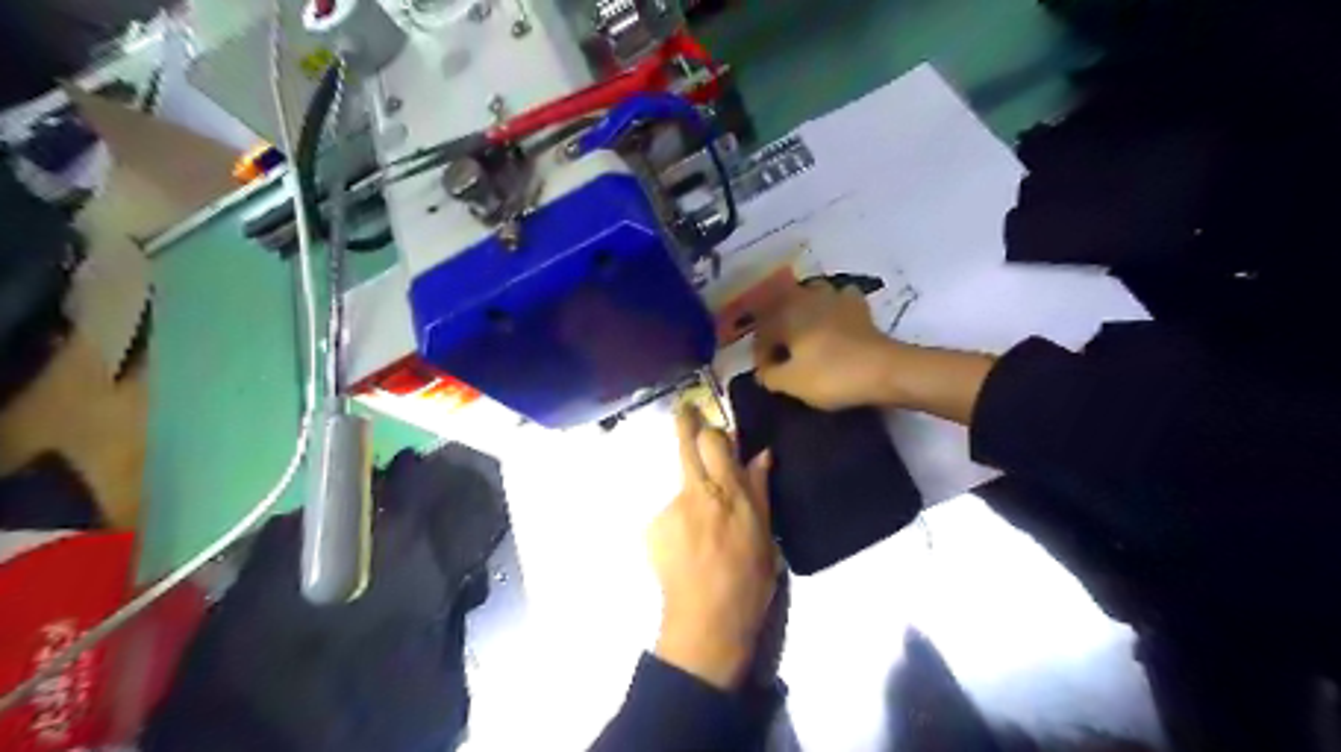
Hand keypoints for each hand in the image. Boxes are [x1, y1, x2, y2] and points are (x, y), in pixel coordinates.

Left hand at [648, 406, 774, 688]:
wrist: (706, 620)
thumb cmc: (747, 579)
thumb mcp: (764, 534)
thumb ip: (759, 489)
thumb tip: (762, 453)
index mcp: (729, 493)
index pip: (714, 442)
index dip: (710, 427)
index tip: (707, 420)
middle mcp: (696, 493)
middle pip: (686, 446)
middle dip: (685, 423)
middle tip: (684, 410)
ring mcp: (670, 509)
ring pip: (680, 484)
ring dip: (691, 493)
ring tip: (701, 528)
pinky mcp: (653, 527)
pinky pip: (670, 512)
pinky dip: (678, 521)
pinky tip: (687, 546)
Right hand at [753, 282, 899, 409]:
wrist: (884, 370)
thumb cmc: (830, 375)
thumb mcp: (791, 382)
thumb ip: (769, 375)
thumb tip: (763, 371)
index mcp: (785, 314)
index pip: (763, 332)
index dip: (761, 355)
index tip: (766, 375)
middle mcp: (806, 298)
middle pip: (783, 308)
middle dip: (779, 328)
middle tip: (781, 353)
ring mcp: (835, 297)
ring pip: (810, 296)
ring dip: (804, 312)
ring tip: (805, 334)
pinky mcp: (858, 306)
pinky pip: (839, 301)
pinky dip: (833, 309)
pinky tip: (835, 323)